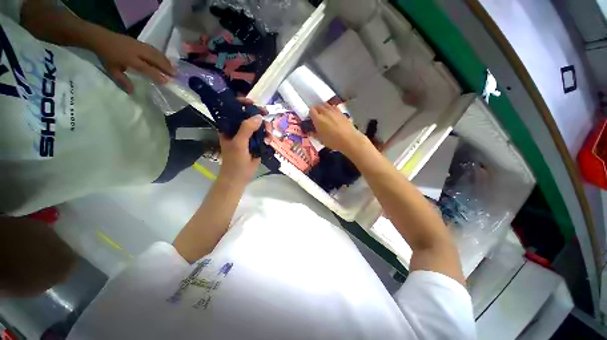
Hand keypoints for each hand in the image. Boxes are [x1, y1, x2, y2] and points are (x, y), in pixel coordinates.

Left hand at [90, 30, 175, 93]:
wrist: (100, 38)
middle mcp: (137, 51)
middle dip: (166, 67)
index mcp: (129, 59)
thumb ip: (123, 81)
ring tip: (174, 68)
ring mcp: (139, 45)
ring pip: (156, 53)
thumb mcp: (112, 70)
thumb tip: (132, 93)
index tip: (167, 82)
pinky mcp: (140, 42)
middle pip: (155, 59)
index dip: (157, 75)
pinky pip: (153, 49)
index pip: (146, 68)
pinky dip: (161, 55)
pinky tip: (166, 60)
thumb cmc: (106, 56)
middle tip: (176, 75)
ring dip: (166, 61)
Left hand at [217, 98, 264, 183]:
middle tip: (266, 117)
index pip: (234, 109)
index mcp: (229, 127)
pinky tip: (269, 141)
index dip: (242, 103)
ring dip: (265, 128)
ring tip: (268, 135)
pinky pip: (263, 134)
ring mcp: (248, 136)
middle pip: (249, 116)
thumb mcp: (239, 144)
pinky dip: (268, 136)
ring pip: (259, 125)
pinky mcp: (256, 142)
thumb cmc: (235, 161)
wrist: (239, 177)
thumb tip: (259, 116)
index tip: (253, 103)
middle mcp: (238, 129)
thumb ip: (247, 129)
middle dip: (259, 116)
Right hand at [309, 104, 365, 155]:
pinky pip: (334, 108)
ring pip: (326, 105)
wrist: (349, 139)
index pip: (311, 111)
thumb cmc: (333, 141)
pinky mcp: (341, 112)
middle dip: (316, 111)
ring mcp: (334, 111)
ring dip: (324, 109)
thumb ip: (315, 134)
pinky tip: (333, 115)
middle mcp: (325, 112)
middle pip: (318, 106)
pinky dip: (331, 109)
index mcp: (318, 119)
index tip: (311, 119)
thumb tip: (311, 132)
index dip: (310, 114)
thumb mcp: (321, 140)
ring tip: (324, 115)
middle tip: (317, 118)